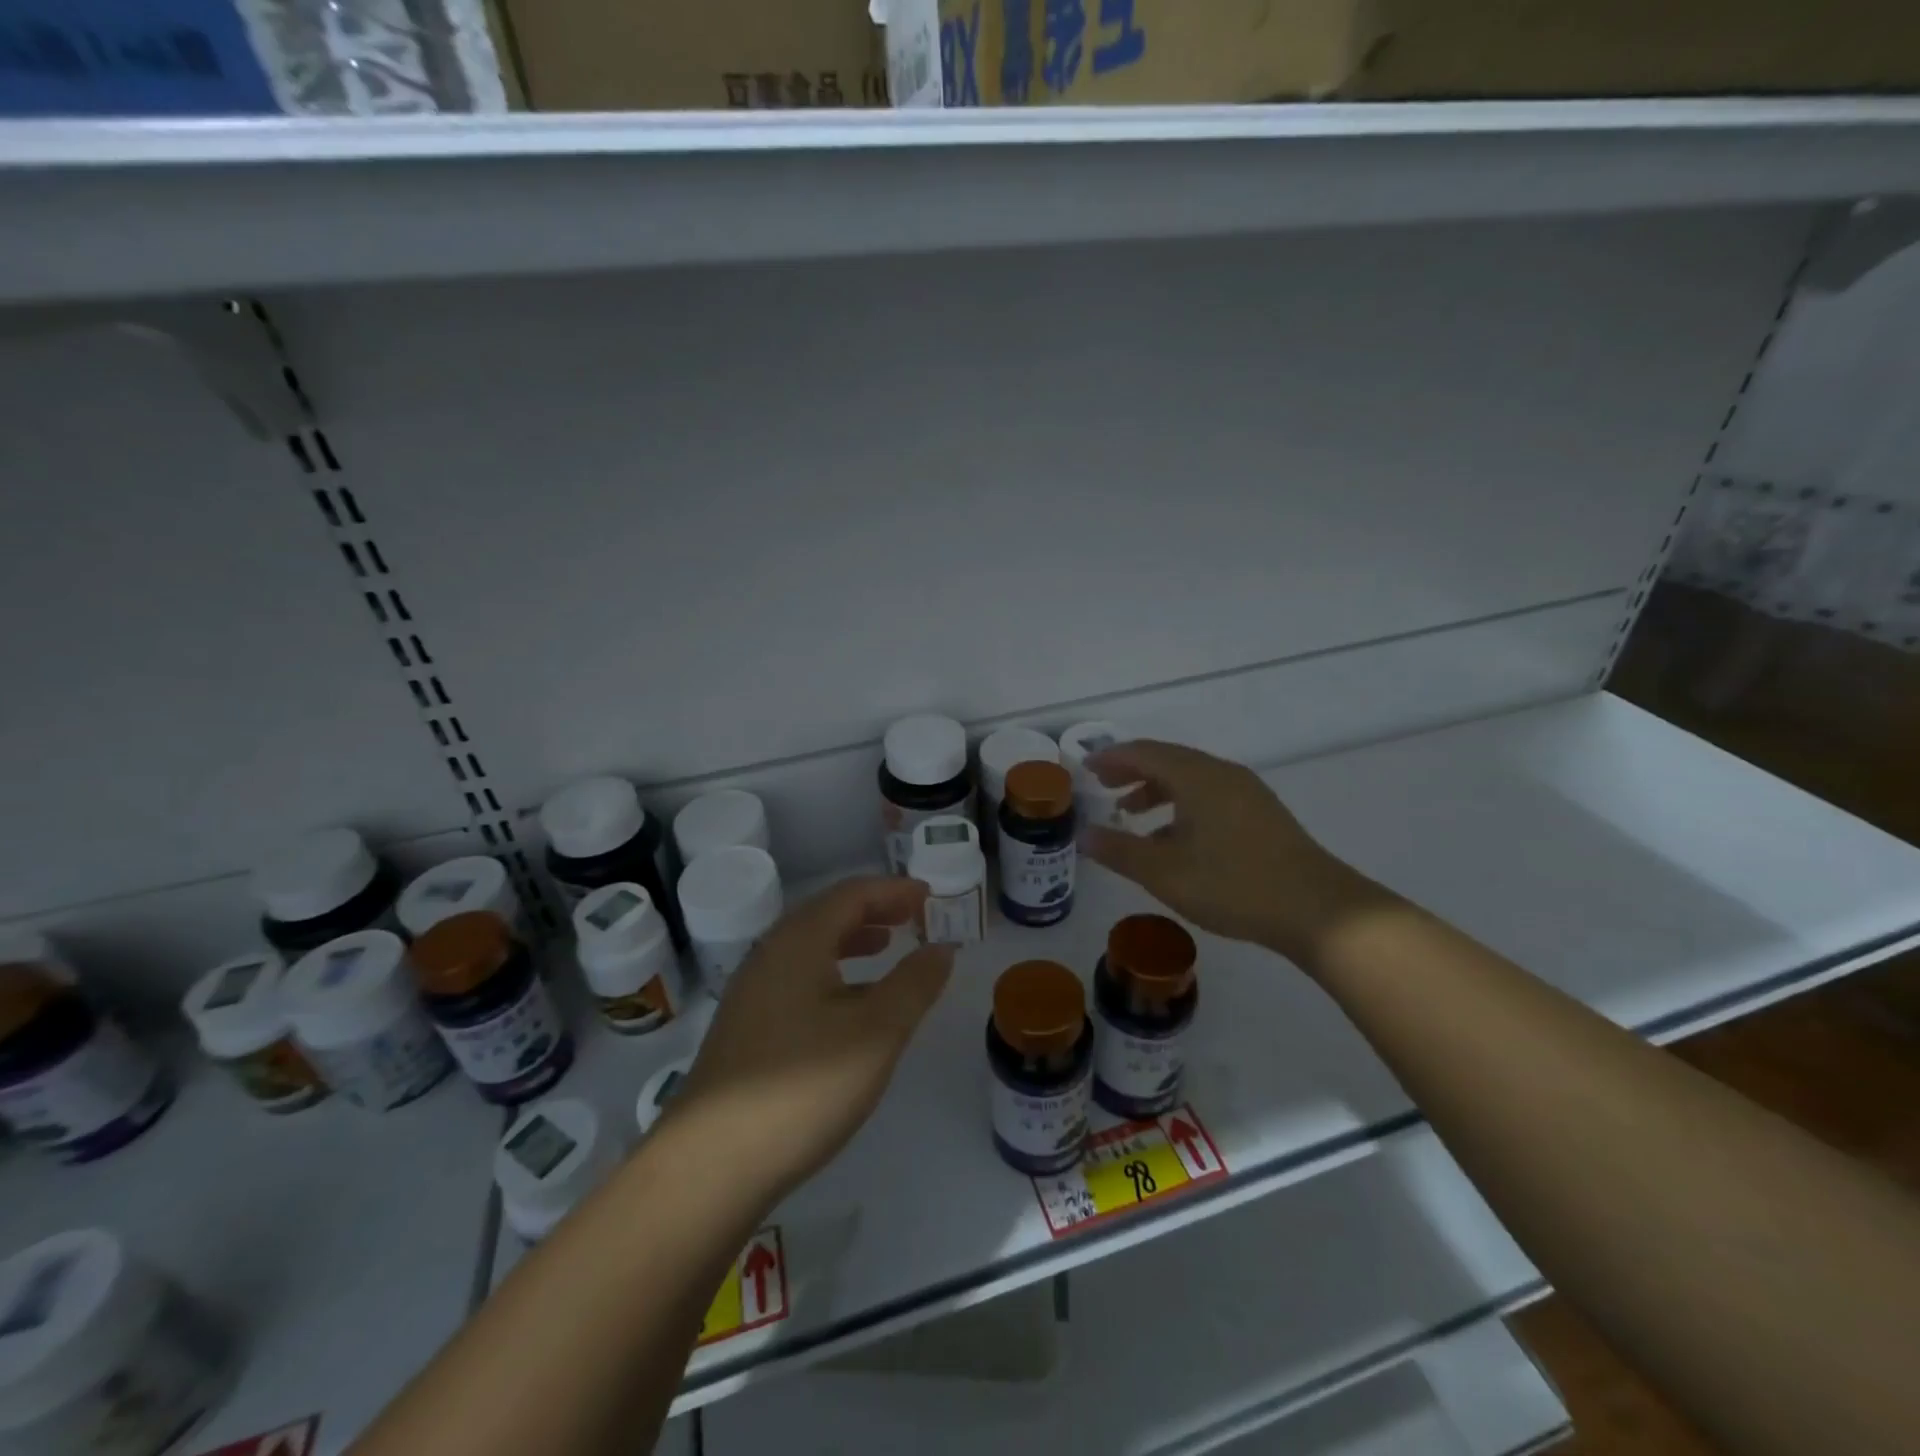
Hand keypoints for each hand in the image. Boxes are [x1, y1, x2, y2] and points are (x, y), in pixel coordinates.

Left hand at [669, 877, 952, 1205]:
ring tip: (887, 948)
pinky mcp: (745, 1027)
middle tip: (914, 917)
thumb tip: (940, 948)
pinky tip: (849, 1006)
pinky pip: (797, 977)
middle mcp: (770, 955)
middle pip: (827, 914)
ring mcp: (752, 992)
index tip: (930, 895)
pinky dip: (833, 973)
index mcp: (799, 942)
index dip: (894, 890)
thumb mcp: (876, 1033)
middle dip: (874, 910)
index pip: (852, 893)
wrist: (710, 1165)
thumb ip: (914, 984)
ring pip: (810, 948)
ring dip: (852, 940)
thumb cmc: (803, 1087)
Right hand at [1082, 740, 1381, 966]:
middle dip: (1132, 771)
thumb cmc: (1233, 885)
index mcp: (1196, 777)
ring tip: (1131, 813)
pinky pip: (1209, 795)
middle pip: (1168, 760)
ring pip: (1190, 779)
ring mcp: (1246, 792)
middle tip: (1103, 786)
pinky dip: (1181, 806)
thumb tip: (1083, 835)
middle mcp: (1221, 774)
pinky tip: (1173, 839)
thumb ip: (1119, 851)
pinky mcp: (1261, 814)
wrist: (1318, 910)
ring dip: (1157, 790)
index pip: (1144, 753)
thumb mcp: (1165, 872)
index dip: (1111, 758)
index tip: (1085, 767)